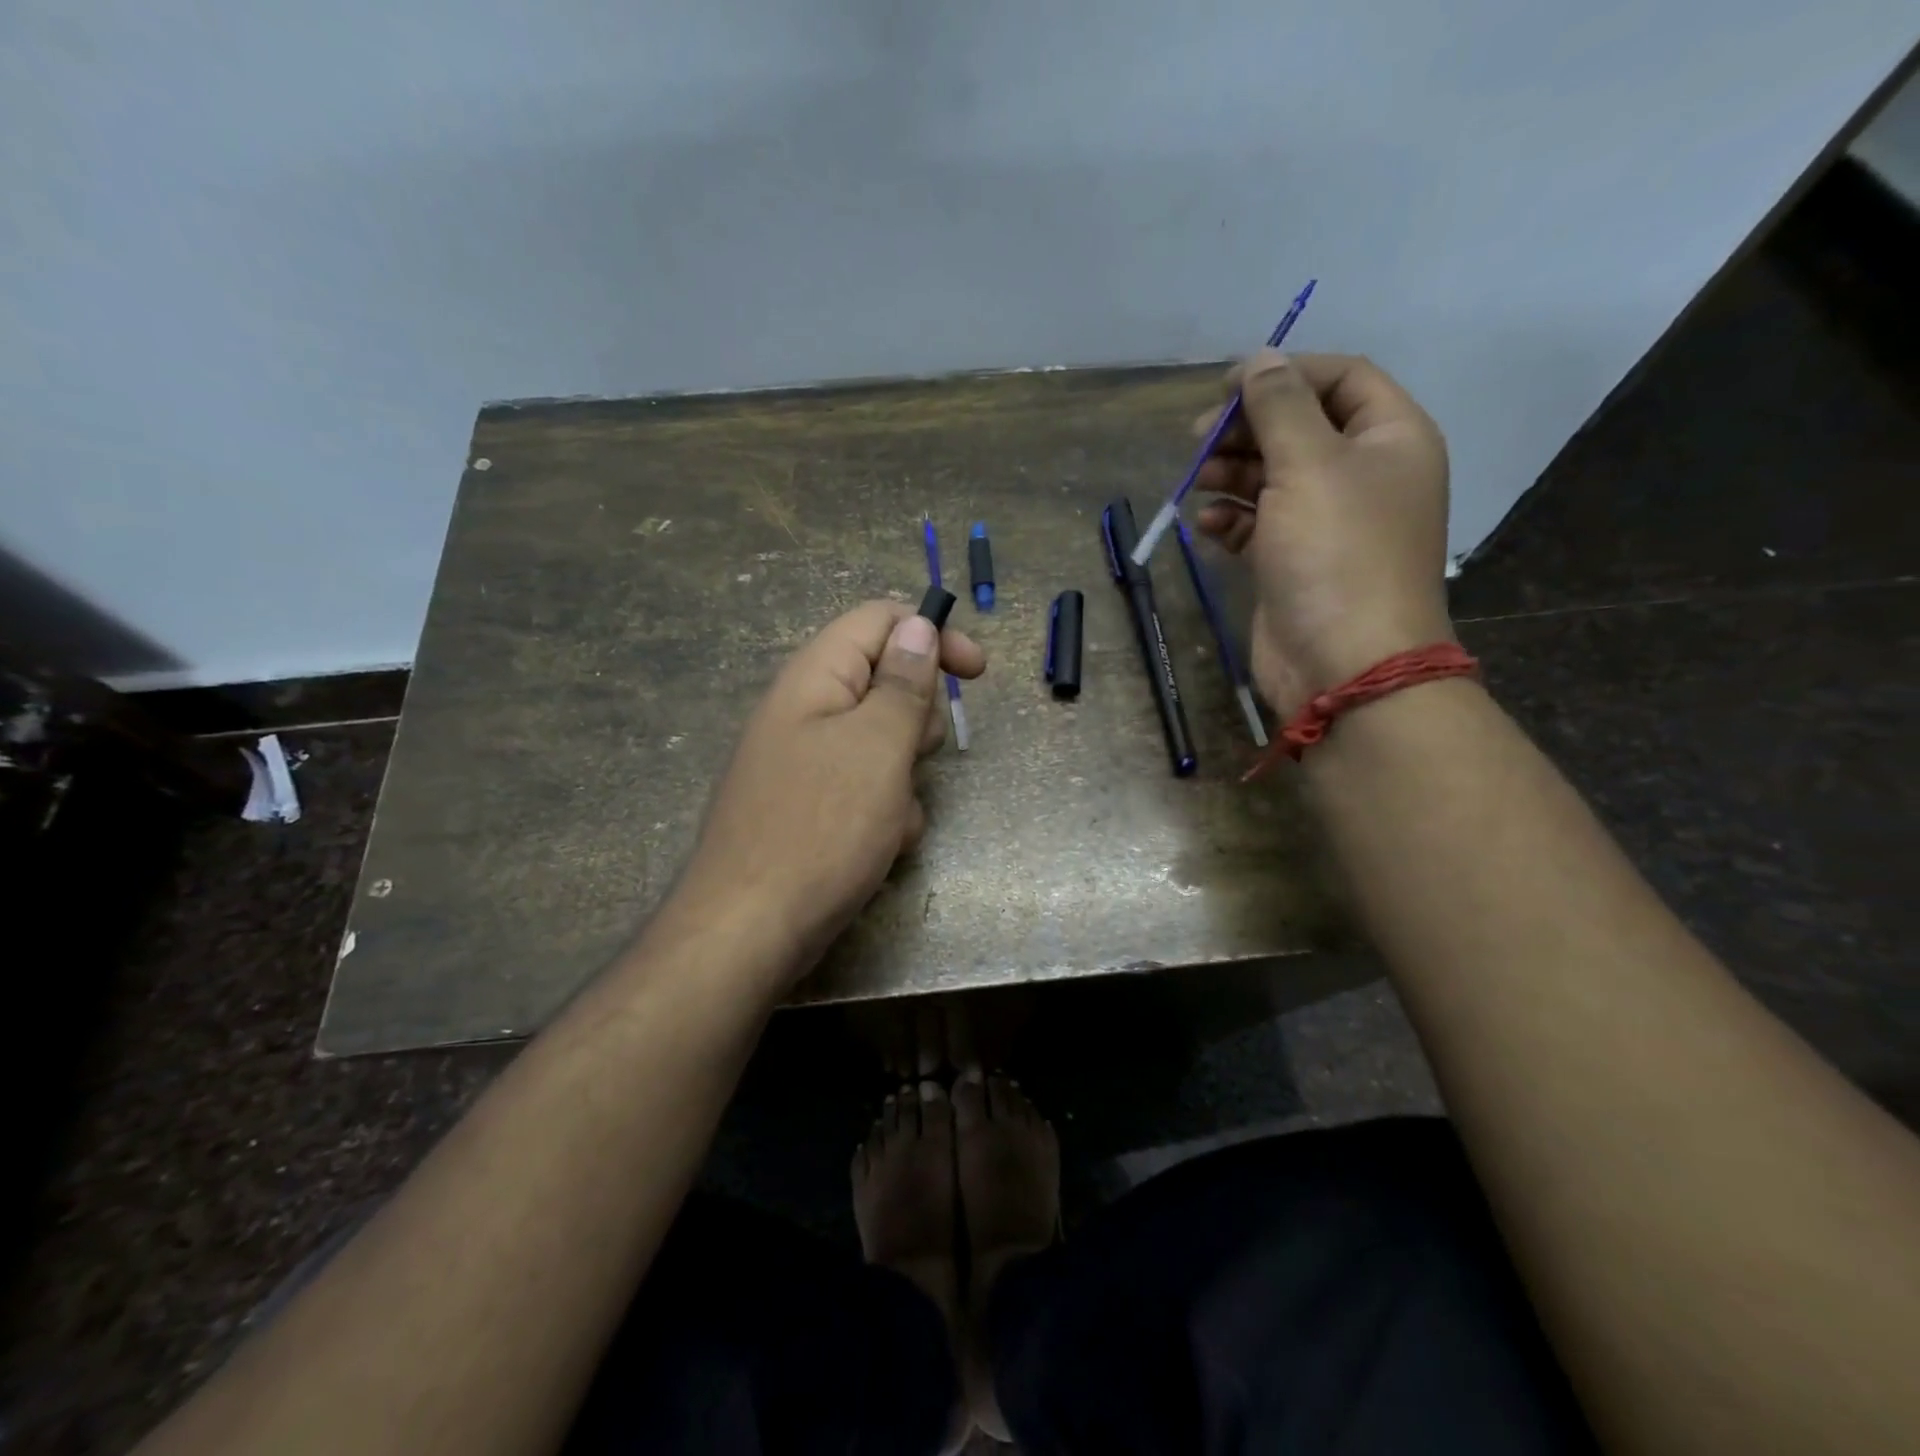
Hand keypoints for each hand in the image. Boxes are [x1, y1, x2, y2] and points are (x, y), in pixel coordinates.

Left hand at [673, 600, 984, 983]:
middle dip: (917, 719)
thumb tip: (917, 625)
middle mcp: (806, 710)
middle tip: (916, 755)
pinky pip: (865, 788)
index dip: (932, 634)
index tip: (976, 672)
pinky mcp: (810, 806)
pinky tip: (880, 847)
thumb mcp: (878, 746)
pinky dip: (885, 811)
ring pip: (882, 743)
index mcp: (816, 677)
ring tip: (893, 816)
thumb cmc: (821, 827)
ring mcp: (806, 761)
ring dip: (905, 776)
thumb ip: (903, 683)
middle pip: (885, 681)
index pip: (880, 620)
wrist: (750, 930)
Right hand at [1193, 352, 1454, 716]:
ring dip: (1232, 473)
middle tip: (1197, 439)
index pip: (1340, 378)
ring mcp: (1328, 523)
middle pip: (1300, 427)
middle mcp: (1364, 475)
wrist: (1343, 663)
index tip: (1226, 387)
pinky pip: (1260, 525)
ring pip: (1274, 477)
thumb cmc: (1335, 552)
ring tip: (1197, 481)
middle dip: (1248, 428)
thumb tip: (1260, 359)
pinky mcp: (1295, 563)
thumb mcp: (1308, 464)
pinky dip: (1232, 520)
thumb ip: (1280, 406)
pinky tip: (1208, 526)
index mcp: (1390, 438)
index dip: (1284, 372)